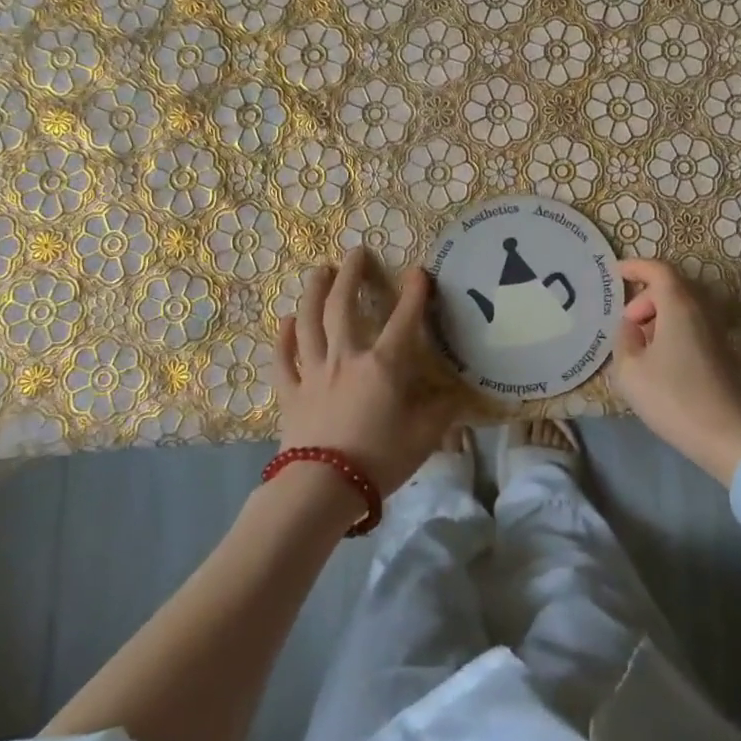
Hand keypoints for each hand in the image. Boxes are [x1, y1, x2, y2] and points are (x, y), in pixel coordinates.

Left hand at [275, 247, 456, 499]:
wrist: (322, 488)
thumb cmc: (379, 460)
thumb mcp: (424, 437)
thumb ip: (442, 411)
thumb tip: (458, 394)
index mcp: (383, 365)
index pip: (404, 319)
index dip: (414, 292)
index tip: (419, 271)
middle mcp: (346, 358)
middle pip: (343, 306)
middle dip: (350, 275)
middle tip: (354, 252)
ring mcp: (313, 372)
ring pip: (309, 323)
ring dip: (313, 293)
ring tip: (318, 271)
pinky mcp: (291, 393)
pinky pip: (283, 359)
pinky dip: (283, 338)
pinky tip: (285, 321)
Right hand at [613, 258, 740, 485]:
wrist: (727, 436)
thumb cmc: (673, 398)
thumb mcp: (630, 370)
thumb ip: (624, 339)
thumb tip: (631, 327)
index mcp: (678, 306)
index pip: (658, 270)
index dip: (635, 267)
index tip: (614, 272)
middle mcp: (701, 310)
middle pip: (670, 288)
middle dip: (643, 298)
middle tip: (625, 324)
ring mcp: (714, 331)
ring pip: (680, 308)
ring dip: (656, 317)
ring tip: (637, 345)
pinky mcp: (720, 352)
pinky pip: (689, 325)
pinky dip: (669, 330)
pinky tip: (656, 360)